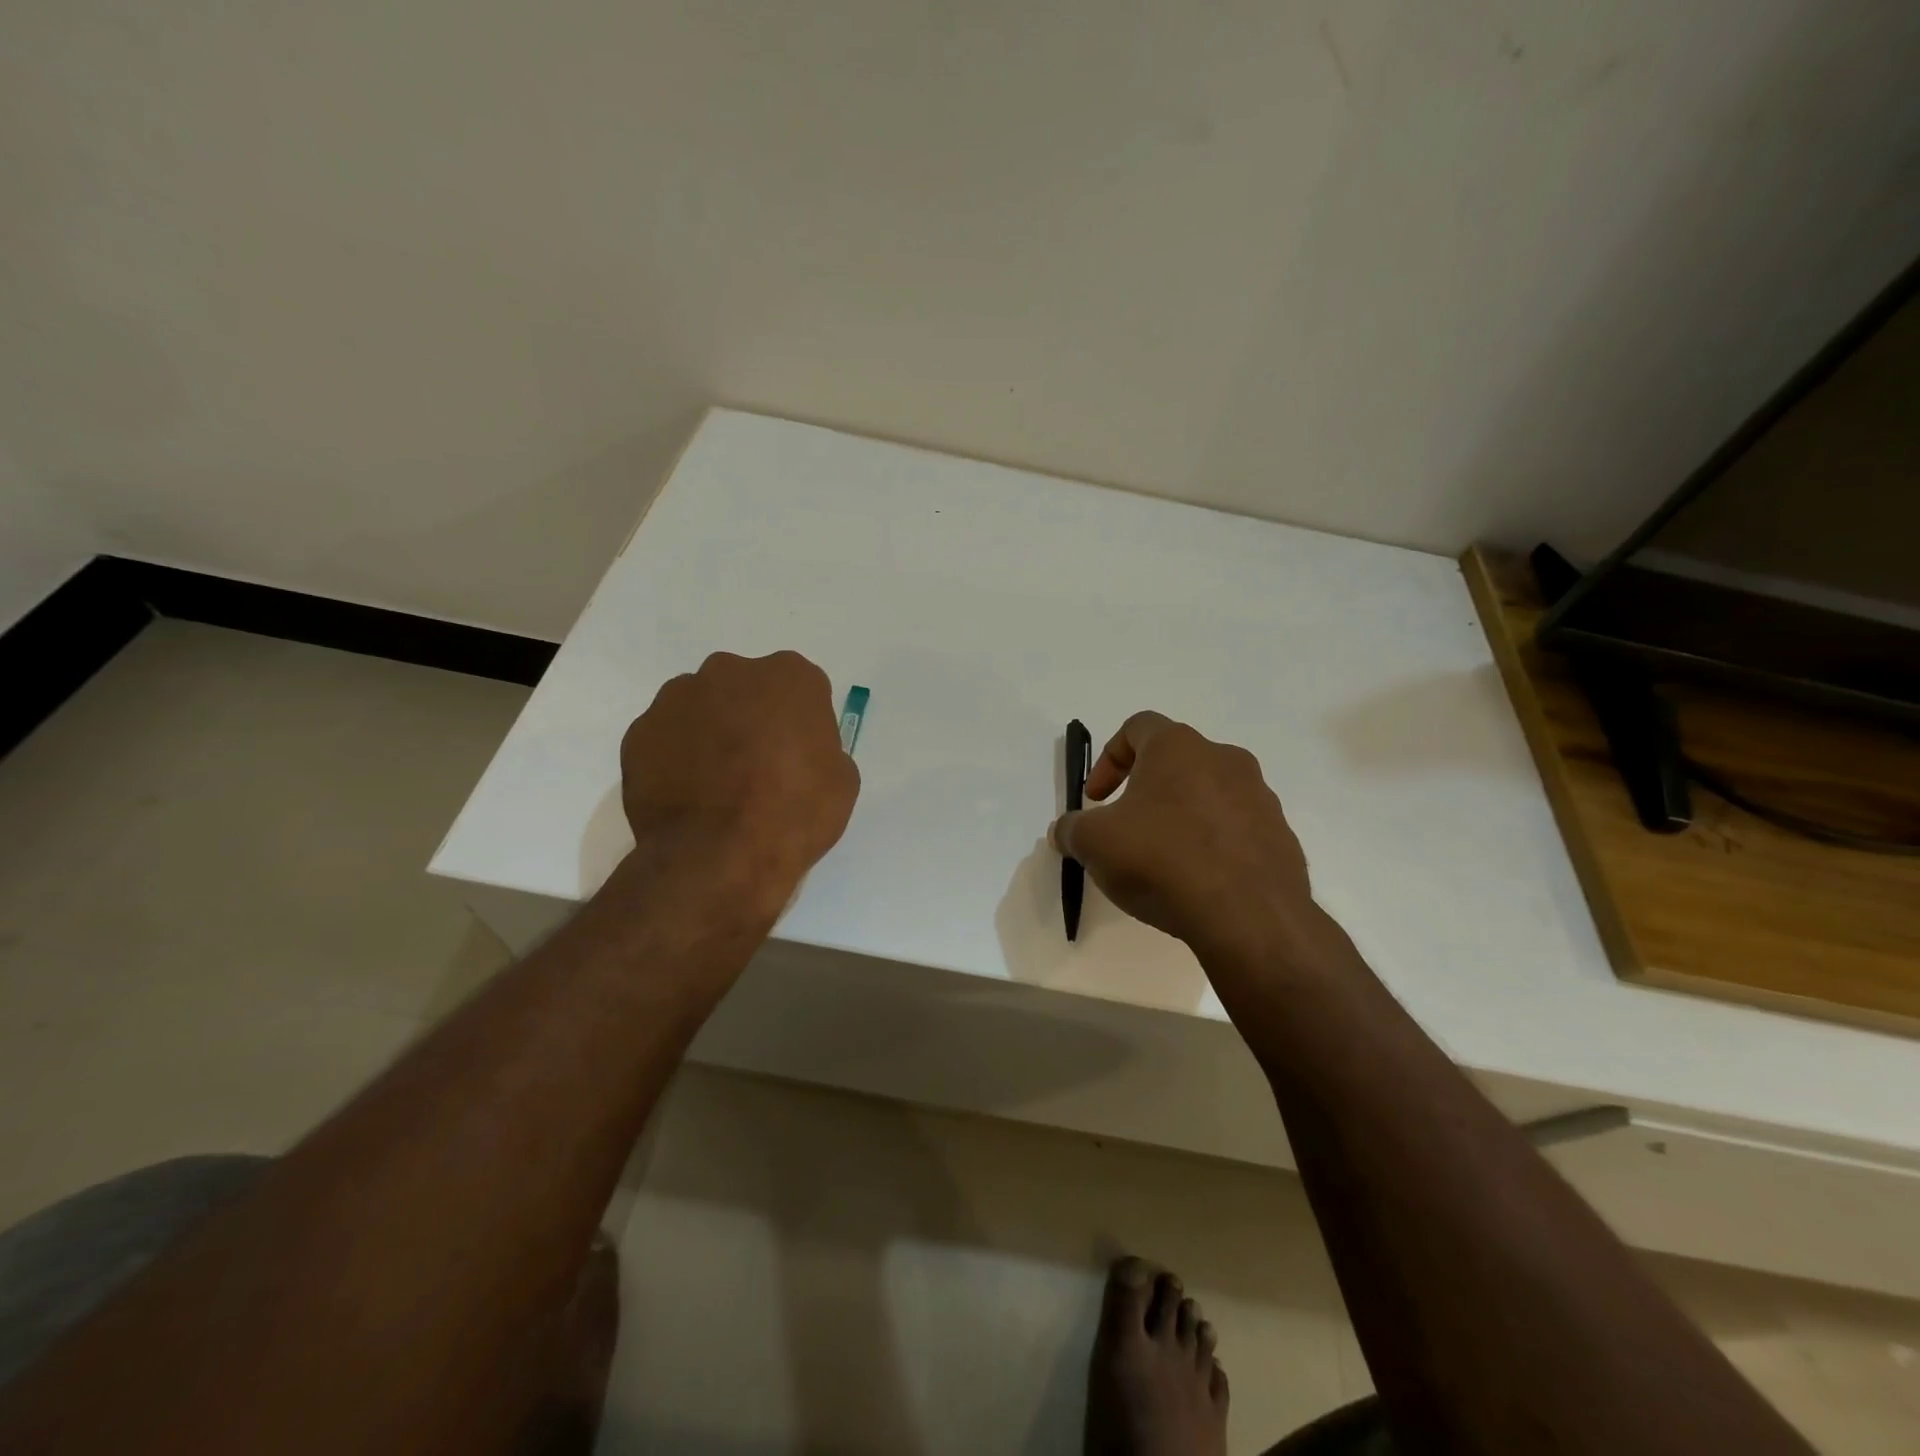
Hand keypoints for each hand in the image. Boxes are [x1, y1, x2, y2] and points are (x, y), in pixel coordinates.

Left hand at [620, 651, 858, 918]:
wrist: (718, 858)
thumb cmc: (792, 815)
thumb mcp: (841, 782)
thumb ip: (822, 748)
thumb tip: (800, 752)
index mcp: (789, 677)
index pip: (801, 688)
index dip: (800, 722)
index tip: (798, 754)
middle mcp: (730, 672)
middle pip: (746, 688)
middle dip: (751, 716)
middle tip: (757, 766)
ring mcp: (677, 698)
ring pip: (701, 707)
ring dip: (711, 732)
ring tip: (716, 785)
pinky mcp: (640, 731)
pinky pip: (666, 736)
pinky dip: (676, 756)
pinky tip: (687, 794)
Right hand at [1052, 712, 1315, 963]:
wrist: (1249, 916)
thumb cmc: (1162, 860)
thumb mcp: (1095, 844)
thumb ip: (1072, 829)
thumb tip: (1065, 830)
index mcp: (1178, 747)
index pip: (1138, 727)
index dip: (1108, 759)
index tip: (1096, 799)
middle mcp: (1225, 759)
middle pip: (1175, 762)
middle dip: (1144, 792)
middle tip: (1126, 830)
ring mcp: (1260, 797)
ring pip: (1208, 795)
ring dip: (1180, 818)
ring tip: (1162, 861)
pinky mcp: (1281, 836)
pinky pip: (1236, 830)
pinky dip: (1212, 846)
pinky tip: (1197, 882)